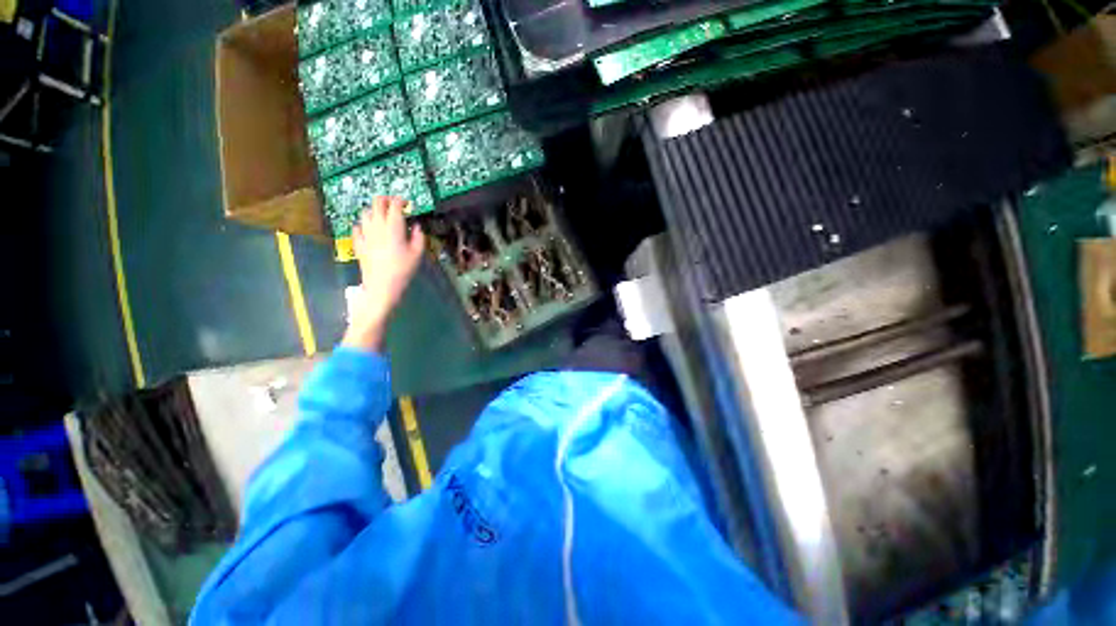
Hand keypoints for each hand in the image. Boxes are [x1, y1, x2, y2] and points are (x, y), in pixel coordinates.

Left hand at [341, 197, 425, 351]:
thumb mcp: (417, 254)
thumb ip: (418, 237)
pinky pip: (357, 227)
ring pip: (366, 213)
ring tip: (383, 217)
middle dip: (385, 200)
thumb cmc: (403, 270)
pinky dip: (364, 224)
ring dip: (375, 211)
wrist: (382, 286)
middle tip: (394, 205)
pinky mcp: (358, 242)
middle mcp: (377, 226)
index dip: (400, 200)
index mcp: (393, 227)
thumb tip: (416, 226)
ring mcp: (365, 233)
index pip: (394, 205)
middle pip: (377, 203)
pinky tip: (369, 230)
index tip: (407, 203)